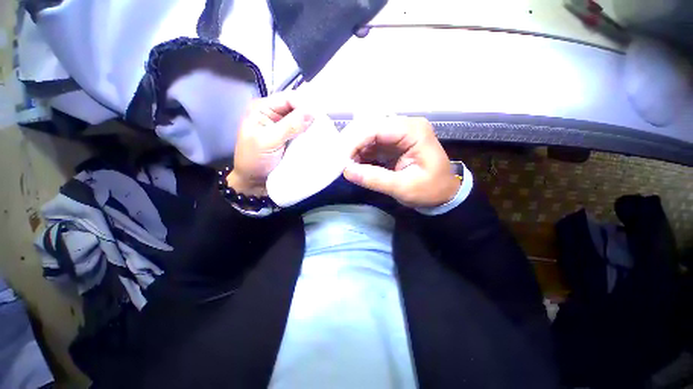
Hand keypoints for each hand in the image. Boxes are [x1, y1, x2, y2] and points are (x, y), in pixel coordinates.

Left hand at [229, 92, 313, 194]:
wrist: (253, 181)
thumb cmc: (254, 160)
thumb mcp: (268, 141)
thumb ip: (289, 126)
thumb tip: (311, 112)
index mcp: (263, 108)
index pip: (288, 98)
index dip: (304, 104)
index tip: (317, 116)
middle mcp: (274, 114)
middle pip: (296, 107)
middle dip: (309, 114)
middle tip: (323, 123)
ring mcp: (282, 127)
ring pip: (301, 119)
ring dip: (311, 124)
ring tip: (323, 130)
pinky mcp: (289, 138)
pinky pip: (302, 131)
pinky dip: (310, 133)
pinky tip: (317, 136)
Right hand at [341, 116, 459, 207]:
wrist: (444, 193)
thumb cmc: (429, 190)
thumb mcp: (403, 187)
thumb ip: (375, 178)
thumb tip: (346, 171)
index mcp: (413, 131)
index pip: (376, 128)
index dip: (355, 142)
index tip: (341, 160)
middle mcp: (405, 125)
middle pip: (370, 127)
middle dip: (352, 144)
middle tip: (340, 162)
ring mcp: (398, 133)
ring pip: (368, 134)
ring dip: (355, 149)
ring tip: (347, 166)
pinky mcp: (393, 142)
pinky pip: (371, 143)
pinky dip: (361, 154)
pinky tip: (355, 165)